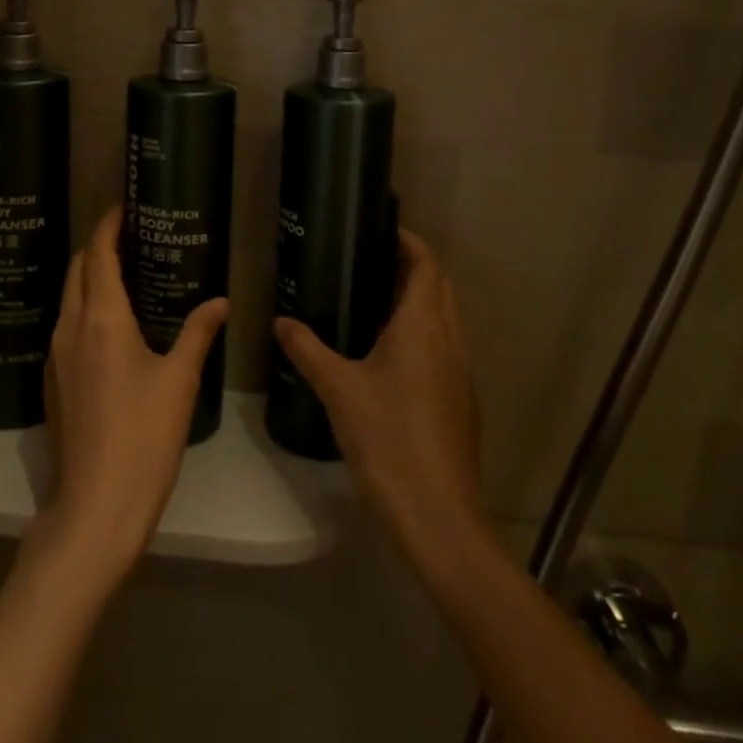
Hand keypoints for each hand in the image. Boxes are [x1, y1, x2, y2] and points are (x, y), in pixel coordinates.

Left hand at [38, 207, 228, 580]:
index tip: (125, 206)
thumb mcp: (179, 380)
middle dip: (99, 246)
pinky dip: (85, 307)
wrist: (95, 507)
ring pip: (69, 297)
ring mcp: (56, 356)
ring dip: (91, 276)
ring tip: (126, 274)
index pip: (98, 253)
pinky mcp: (53, 381)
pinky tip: (111, 324)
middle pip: (78, 269)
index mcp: (101, 317)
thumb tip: (220, 301)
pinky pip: (67, 326)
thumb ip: (198, 333)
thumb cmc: (144, 436)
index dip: (109, 225)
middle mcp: (70, 327)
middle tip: (132, 237)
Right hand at [274, 229, 485, 562]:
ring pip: (447, 319)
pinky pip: (446, 348)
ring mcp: (461, 373)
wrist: (438, 514)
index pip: (427, 266)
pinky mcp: (462, 401)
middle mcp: (449, 341)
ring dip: (422, 301)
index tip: (384, 228)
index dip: (411, 242)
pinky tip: (392, 355)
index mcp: (423, 327)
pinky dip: (425, 333)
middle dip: (415, 267)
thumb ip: (308, 350)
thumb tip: (280, 321)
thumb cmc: (387, 438)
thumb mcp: (338, 389)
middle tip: (373, 260)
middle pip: (441, 287)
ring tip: (377, 301)